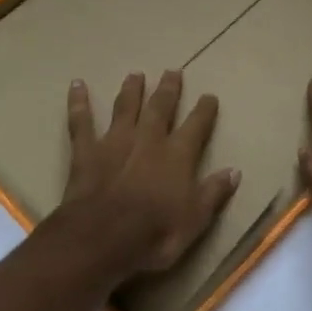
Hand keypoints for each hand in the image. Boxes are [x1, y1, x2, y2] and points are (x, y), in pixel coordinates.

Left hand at [57, 70, 238, 277]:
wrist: (101, 239)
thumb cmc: (154, 234)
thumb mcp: (195, 220)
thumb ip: (214, 192)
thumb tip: (234, 171)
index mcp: (177, 155)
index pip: (196, 125)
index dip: (204, 110)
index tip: (209, 96)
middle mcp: (148, 139)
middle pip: (160, 107)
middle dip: (168, 89)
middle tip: (172, 71)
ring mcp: (115, 142)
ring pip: (125, 107)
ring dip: (131, 90)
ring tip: (135, 74)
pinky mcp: (86, 151)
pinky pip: (81, 122)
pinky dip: (78, 103)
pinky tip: (77, 85)